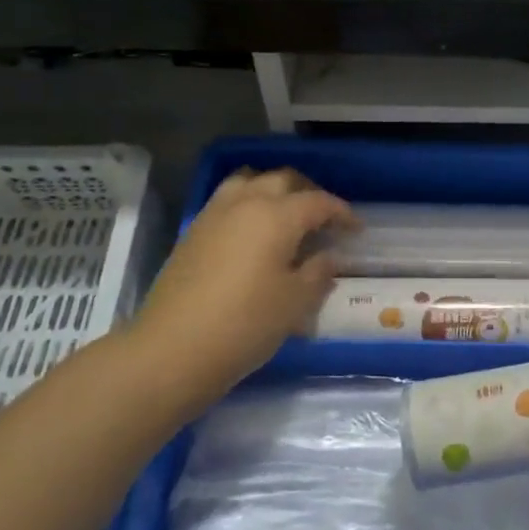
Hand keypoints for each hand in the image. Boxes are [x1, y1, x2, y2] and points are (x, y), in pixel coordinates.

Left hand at [122, 169, 355, 411]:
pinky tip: (254, 232)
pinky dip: (248, 203)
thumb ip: (318, 272)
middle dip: (309, 193)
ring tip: (287, 215)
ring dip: (274, 190)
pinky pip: (228, 200)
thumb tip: (328, 256)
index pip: (319, 202)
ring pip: (250, 182)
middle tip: (324, 219)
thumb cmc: (246, 324)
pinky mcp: (194, 231)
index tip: (357, 229)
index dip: (342, 212)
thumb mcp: (295, 302)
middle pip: (283, 180)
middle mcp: (246, 203)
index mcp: (277, 215)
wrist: (172, 349)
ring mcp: (214, 214)